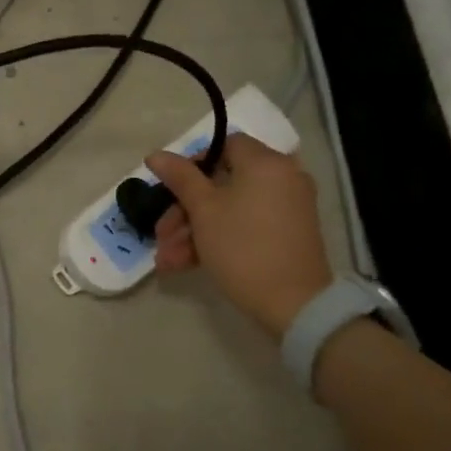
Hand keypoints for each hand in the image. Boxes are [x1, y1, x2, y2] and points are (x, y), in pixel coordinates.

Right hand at [145, 133, 333, 339]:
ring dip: (194, 231)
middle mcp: (282, 177)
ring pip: (231, 208)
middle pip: (222, 182)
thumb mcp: (203, 211)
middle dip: (185, 210)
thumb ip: (180, 177)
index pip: (224, 146)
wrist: (294, 304)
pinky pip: (247, 224)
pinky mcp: (288, 234)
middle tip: (161, 235)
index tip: (170, 190)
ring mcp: (288, 207)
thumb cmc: (243, 248)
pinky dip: (219, 238)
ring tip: (167, 260)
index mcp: (265, 163)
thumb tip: (156, 154)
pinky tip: (185, 264)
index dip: (192, 164)